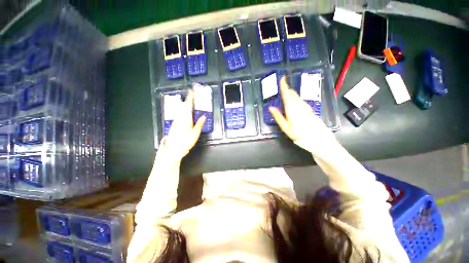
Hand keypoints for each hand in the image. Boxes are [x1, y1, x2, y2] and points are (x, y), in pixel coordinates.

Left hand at [161, 91, 205, 159]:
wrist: (173, 149)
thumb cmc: (185, 142)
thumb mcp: (195, 133)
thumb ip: (199, 124)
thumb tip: (203, 116)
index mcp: (186, 119)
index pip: (188, 106)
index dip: (190, 98)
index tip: (191, 91)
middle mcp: (179, 118)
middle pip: (183, 106)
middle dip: (187, 100)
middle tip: (191, 95)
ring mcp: (176, 121)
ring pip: (180, 110)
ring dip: (184, 104)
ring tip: (188, 102)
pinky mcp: (174, 125)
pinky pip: (178, 114)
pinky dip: (182, 110)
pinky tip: (183, 112)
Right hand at [269, 77, 337, 155]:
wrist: (319, 140)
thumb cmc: (300, 135)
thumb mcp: (286, 128)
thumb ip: (278, 116)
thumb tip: (271, 107)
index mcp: (292, 109)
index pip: (287, 94)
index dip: (284, 86)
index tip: (282, 78)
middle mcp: (300, 105)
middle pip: (293, 94)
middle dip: (287, 90)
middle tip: (282, 87)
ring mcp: (306, 107)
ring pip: (298, 97)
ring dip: (291, 94)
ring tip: (286, 93)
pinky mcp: (310, 110)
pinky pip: (301, 101)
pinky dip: (296, 99)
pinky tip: (295, 101)